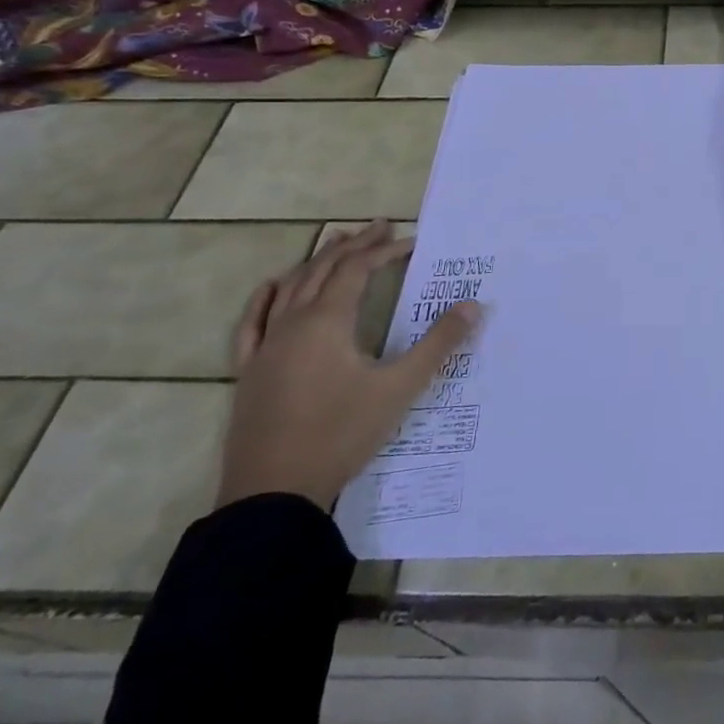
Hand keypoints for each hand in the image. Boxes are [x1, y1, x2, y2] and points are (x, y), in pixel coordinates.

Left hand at [217, 219, 482, 510]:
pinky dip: (266, 297)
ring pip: (290, 288)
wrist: (273, 495)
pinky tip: (274, 287)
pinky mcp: (250, 372)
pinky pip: (253, 322)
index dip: (384, 251)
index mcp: (326, 322)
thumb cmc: (340, 435)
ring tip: (337, 242)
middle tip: (379, 228)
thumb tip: (473, 305)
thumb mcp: (399, 389)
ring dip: (316, 261)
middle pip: (323, 270)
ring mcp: (265, 348)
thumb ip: (438, 344)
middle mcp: (292, 324)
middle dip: (353, 246)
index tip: (411, 241)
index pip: (357, 270)